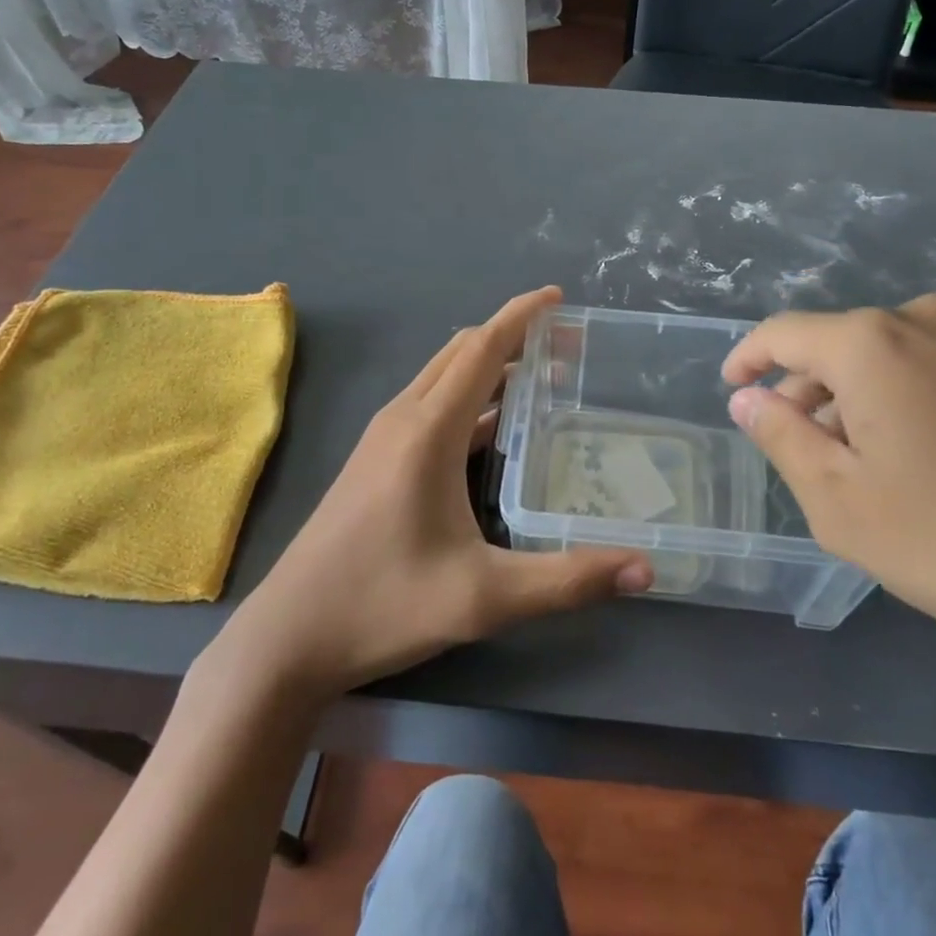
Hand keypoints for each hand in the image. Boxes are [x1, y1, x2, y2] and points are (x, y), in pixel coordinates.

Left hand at [216, 287, 651, 699]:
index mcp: (427, 429)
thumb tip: (647, 569)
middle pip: (462, 353)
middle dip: (514, 338)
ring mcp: (383, 437)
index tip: (559, 298)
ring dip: (490, 366)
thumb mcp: (484, 597)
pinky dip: (468, 397)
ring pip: (443, 377)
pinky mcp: (375, 458)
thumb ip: (568, 580)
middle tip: (568, 347)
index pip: (481, 349)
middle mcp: (403, 418)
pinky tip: (494, 430)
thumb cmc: (383, 605)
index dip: (521, 316)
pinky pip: (430, 404)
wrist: (288, 637)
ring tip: (543, 381)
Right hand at [721, 295, 935, 721]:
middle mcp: (926, 321)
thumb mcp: (843, 503)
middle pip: (838, 346)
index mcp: (871, 342)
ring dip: (857, 402)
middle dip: (807, 393)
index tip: (732, 388)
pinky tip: (924, 465)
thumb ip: (782, 439)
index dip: (749, 358)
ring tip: (861, 468)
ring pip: (888, 360)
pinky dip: (906, 405)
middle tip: (800, 453)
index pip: (783, 333)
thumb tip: (748, 398)